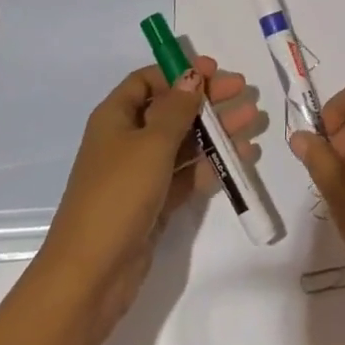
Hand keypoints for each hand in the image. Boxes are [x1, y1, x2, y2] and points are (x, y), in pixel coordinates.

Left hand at [34, 57, 259, 341]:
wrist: (91, 274)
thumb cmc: (118, 194)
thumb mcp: (151, 144)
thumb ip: (177, 108)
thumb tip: (191, 75)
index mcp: (115, 117)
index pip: (147, 81)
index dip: (179, 72)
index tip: (214, 70)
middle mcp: (127, 140)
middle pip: (171, 109)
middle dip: (207, 100)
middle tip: (244, 92)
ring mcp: (140, 173)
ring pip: (184, 142)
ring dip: (216, 131)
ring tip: (252, 123)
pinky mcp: (154, 202)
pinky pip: (187, 174)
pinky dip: (212, 164)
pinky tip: (241, 158)